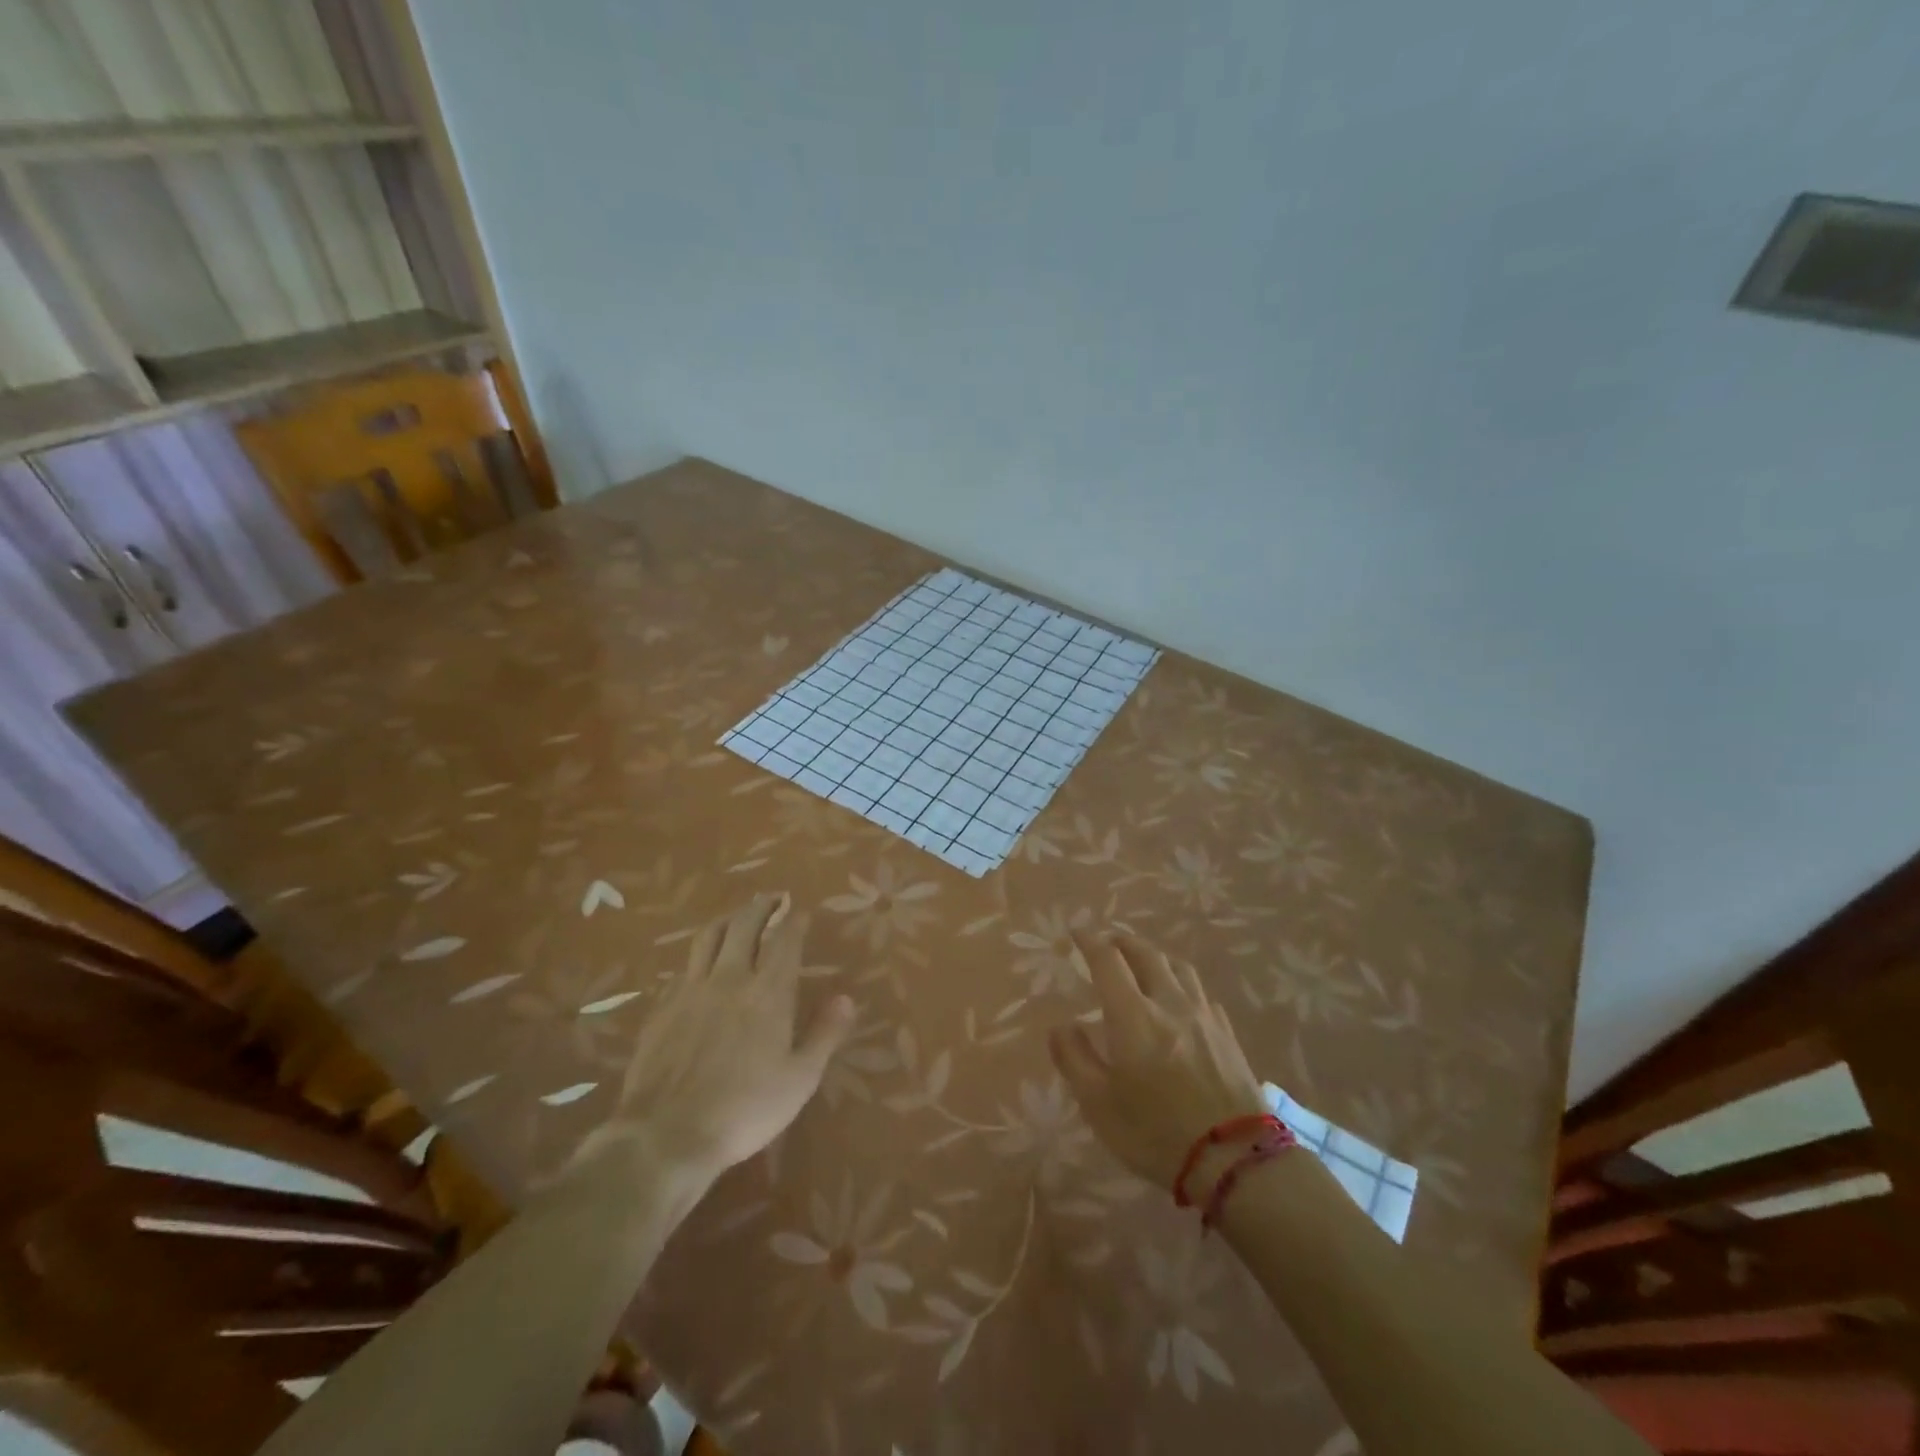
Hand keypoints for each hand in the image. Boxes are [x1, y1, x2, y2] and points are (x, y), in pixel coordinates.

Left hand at [565, 893, 855, 1183]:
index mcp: (768, 992)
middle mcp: (729, 978)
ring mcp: (691, 990)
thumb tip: (846, 997)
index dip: (794, 921)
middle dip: (761, 906)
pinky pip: (683, 968)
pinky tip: (699, 965)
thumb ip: (825, 1033)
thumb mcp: (800, 1079)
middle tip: (772, 898)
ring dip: (727, 919)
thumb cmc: (746, 1109)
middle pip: (744, 925)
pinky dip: (698, 957)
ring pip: (709, 937)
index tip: (800, 911)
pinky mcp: (662, 1008)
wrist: (667, 1135)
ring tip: (737, 915)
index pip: (784, 940)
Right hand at [1049, 931, 1269, 1190]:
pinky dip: (1182, 984)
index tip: (1077, 934)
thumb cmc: (1155, 1133)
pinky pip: (1201, 993)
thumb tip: (1060, 1026)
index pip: (1108, 961)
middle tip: (1108, 943)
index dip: (1090, 942)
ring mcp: (1203, 1016)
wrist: (1234, 1160)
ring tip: (1144, 963)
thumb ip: (1074, 1059)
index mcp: (1133, 1015)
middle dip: (1122, 942)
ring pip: (1178, 968)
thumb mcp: (1098, 1104)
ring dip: (1155, 956)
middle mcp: (1168, 1003)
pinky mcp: (1226, 1034)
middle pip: (1146, 954)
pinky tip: (1181, 1000)